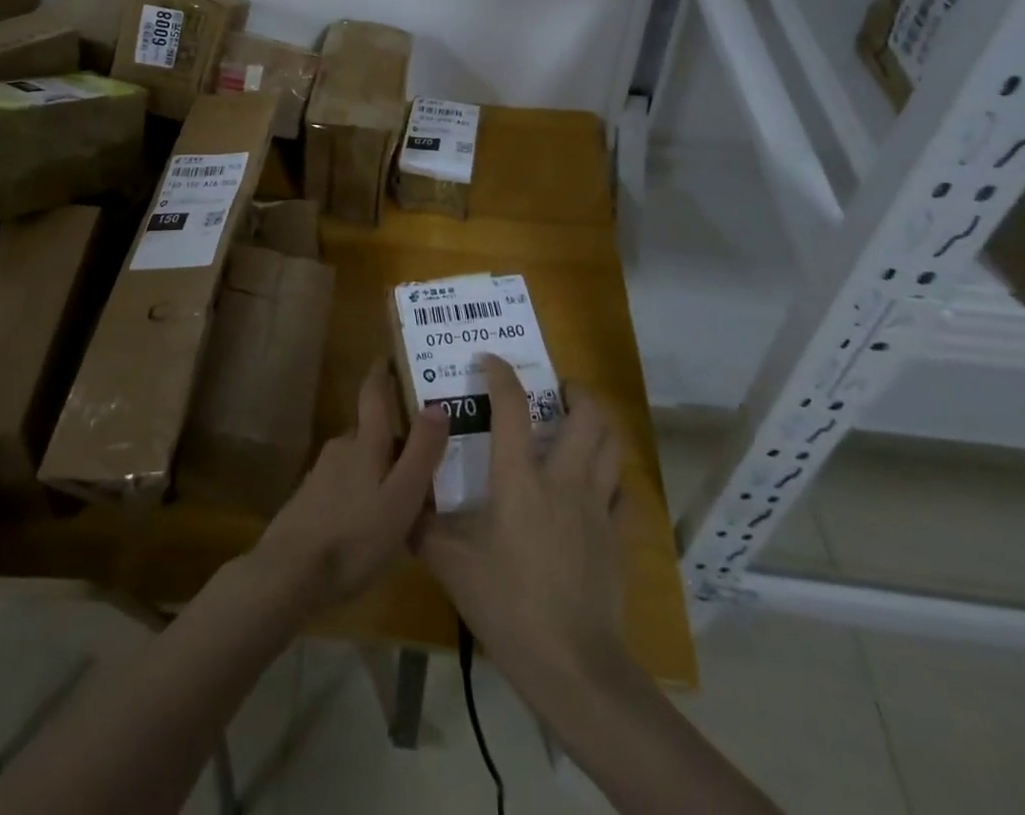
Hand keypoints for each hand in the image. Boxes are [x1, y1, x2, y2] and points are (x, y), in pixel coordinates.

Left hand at [248, 361, 448, 613]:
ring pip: (358, 460)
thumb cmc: (354, 535)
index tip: (388, 356)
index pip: (373, 394)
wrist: (289, 573)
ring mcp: (321, 475)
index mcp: (364, 442)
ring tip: (404, 488)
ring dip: (378, 466)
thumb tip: (437, 404)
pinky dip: (362, 490)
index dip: (381, 373)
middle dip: (392, 435)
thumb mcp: (401, 497)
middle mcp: (341, 448)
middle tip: (422, 447)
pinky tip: (372, 518)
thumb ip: (421, 453)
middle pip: (369, 431)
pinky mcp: (310, 501)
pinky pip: (344, 484)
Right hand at [417, 355, 627, 696]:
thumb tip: (400, 504)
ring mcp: (598, 507)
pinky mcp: (619, 536)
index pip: (512, 407)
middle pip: (588, 415)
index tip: (490, 360)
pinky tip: (597, 487)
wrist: (573, 665)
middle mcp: (564, 479)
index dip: (501, 374)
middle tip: (557, 390)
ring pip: (613, 445)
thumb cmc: (508, 606)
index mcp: (520, 478)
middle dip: (575, 391)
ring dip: (599, 425)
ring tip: (580, 423)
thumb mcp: (451, 567)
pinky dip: (612, 478)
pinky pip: (624, 492)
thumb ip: (422, 529)